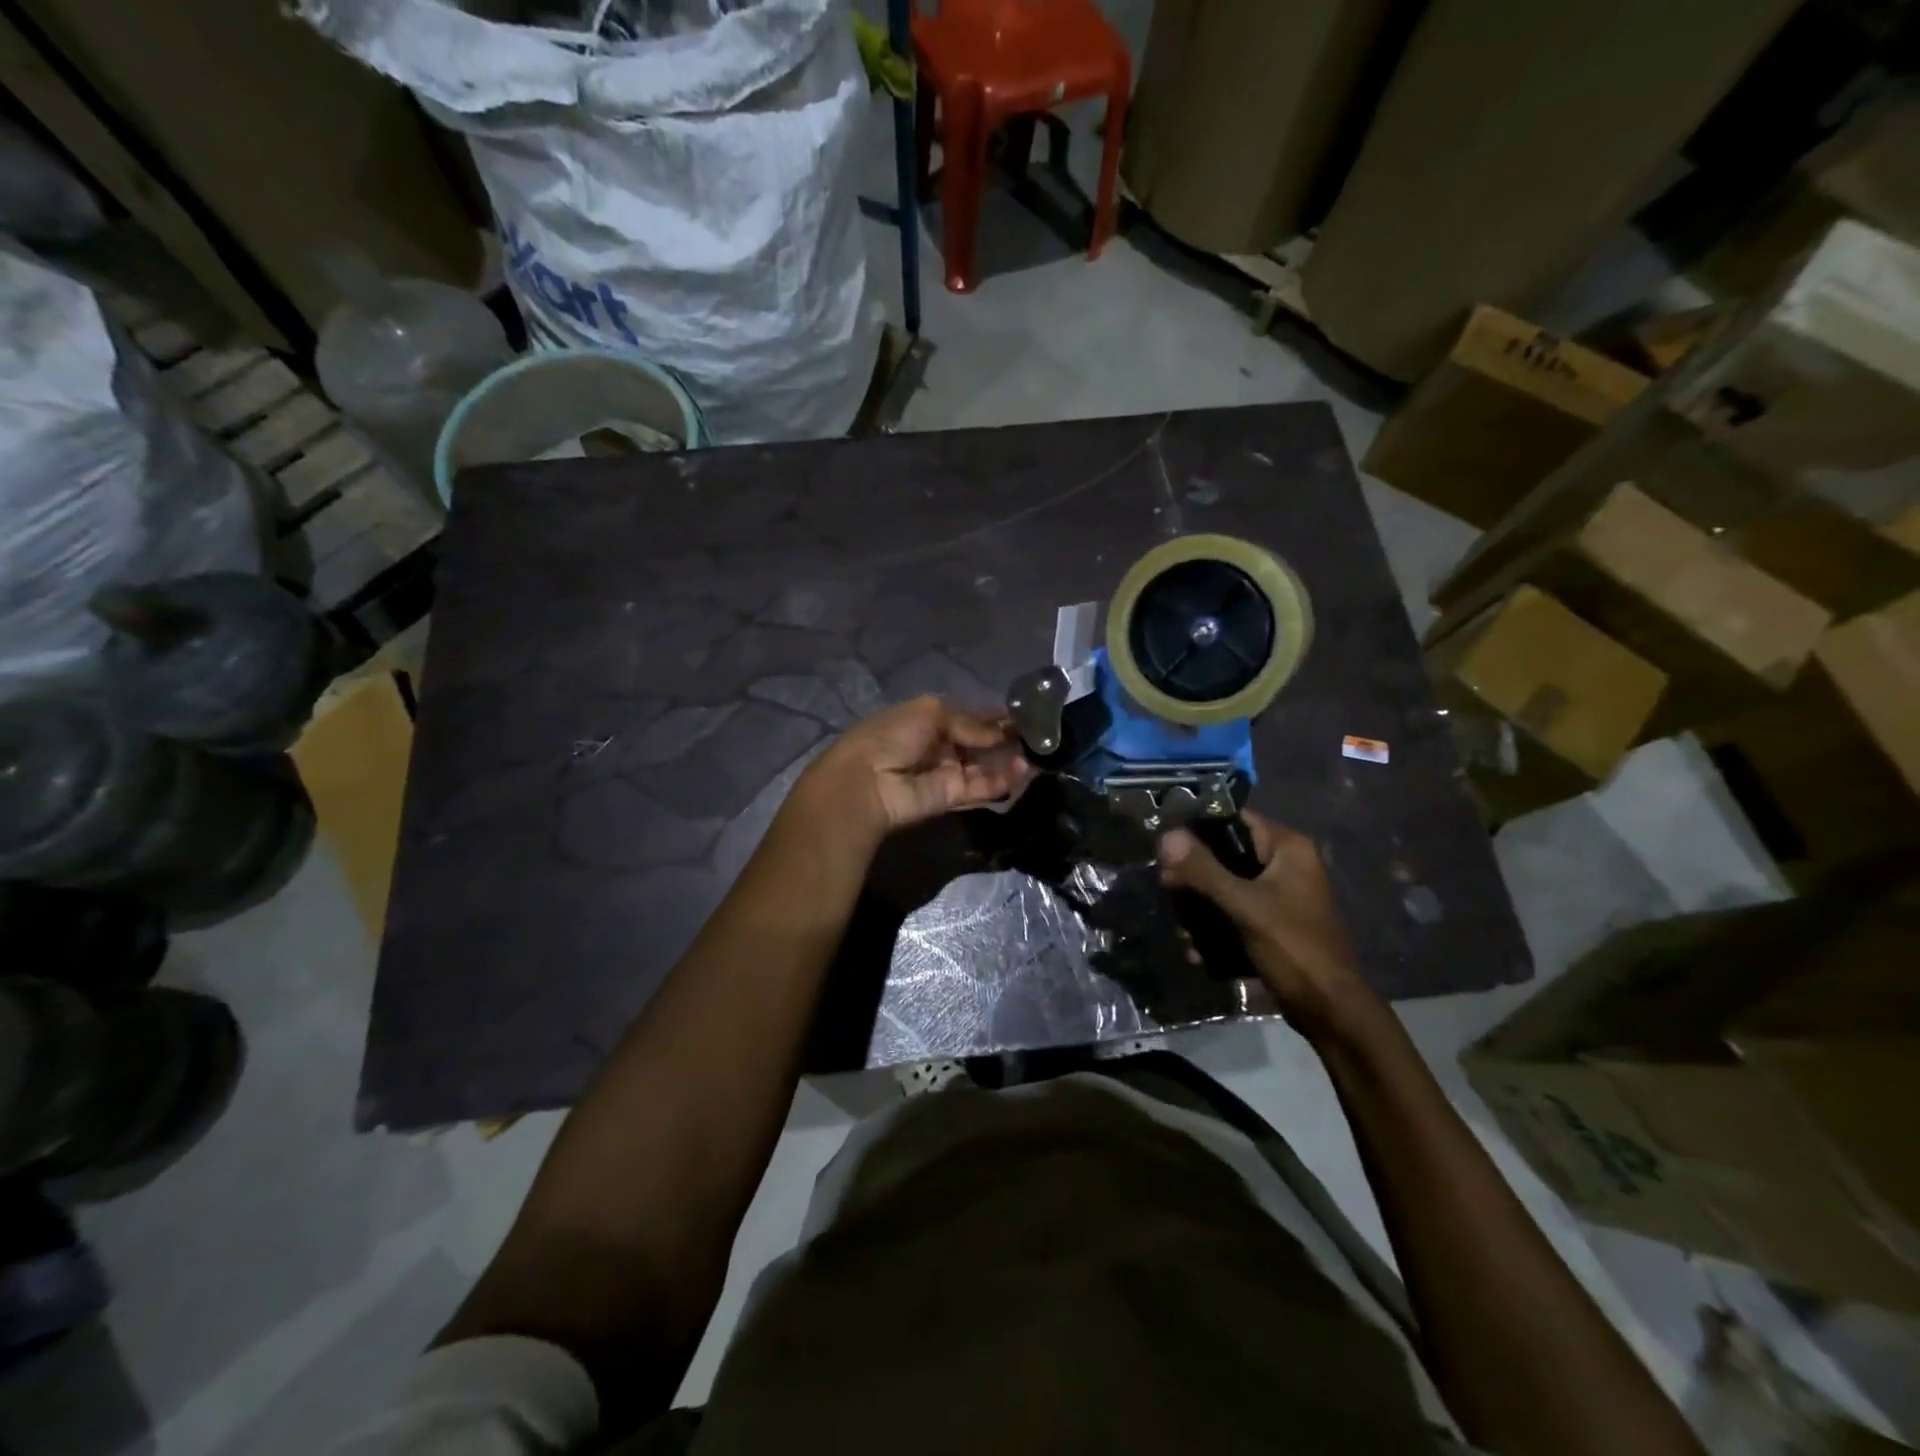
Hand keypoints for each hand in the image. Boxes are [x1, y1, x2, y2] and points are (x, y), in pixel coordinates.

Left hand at [799, 696, 1033, 845]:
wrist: (866, 782)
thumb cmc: (892, 736)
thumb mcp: (930, 713)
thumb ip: (969, 722)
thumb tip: (999, 731)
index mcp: (927, 720)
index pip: (968, 717)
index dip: (993, 716)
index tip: (1024, 715)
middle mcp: (939, 745)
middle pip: (979, 742)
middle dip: (1007, 738)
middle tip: (1041, 734)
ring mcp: (946, 772)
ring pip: (985, 765)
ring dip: (1010, 759)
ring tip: (1041, 753)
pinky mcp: (952, 797)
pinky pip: (982, 786)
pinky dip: (1004, 779)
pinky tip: (1026, 770)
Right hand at [1158, 810, 1374, 1041]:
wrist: (1331, 1012)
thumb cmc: (1294, 949)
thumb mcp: (1245, 906)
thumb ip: (1204, 870)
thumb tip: (1165, 836)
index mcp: (1288, 848)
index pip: (1234, 818)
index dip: (1197, 827)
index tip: (1164, 845)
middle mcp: (1284, 864)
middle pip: (1224, 855)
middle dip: (1194, 878)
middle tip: (1168, 892)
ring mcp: (1278, 895)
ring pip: (1224, 886)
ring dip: (1200, 909)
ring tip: (1184, 933)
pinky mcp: (1271, 923)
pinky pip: (1233, 913)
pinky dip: (1215, 930)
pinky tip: (1198, 953)